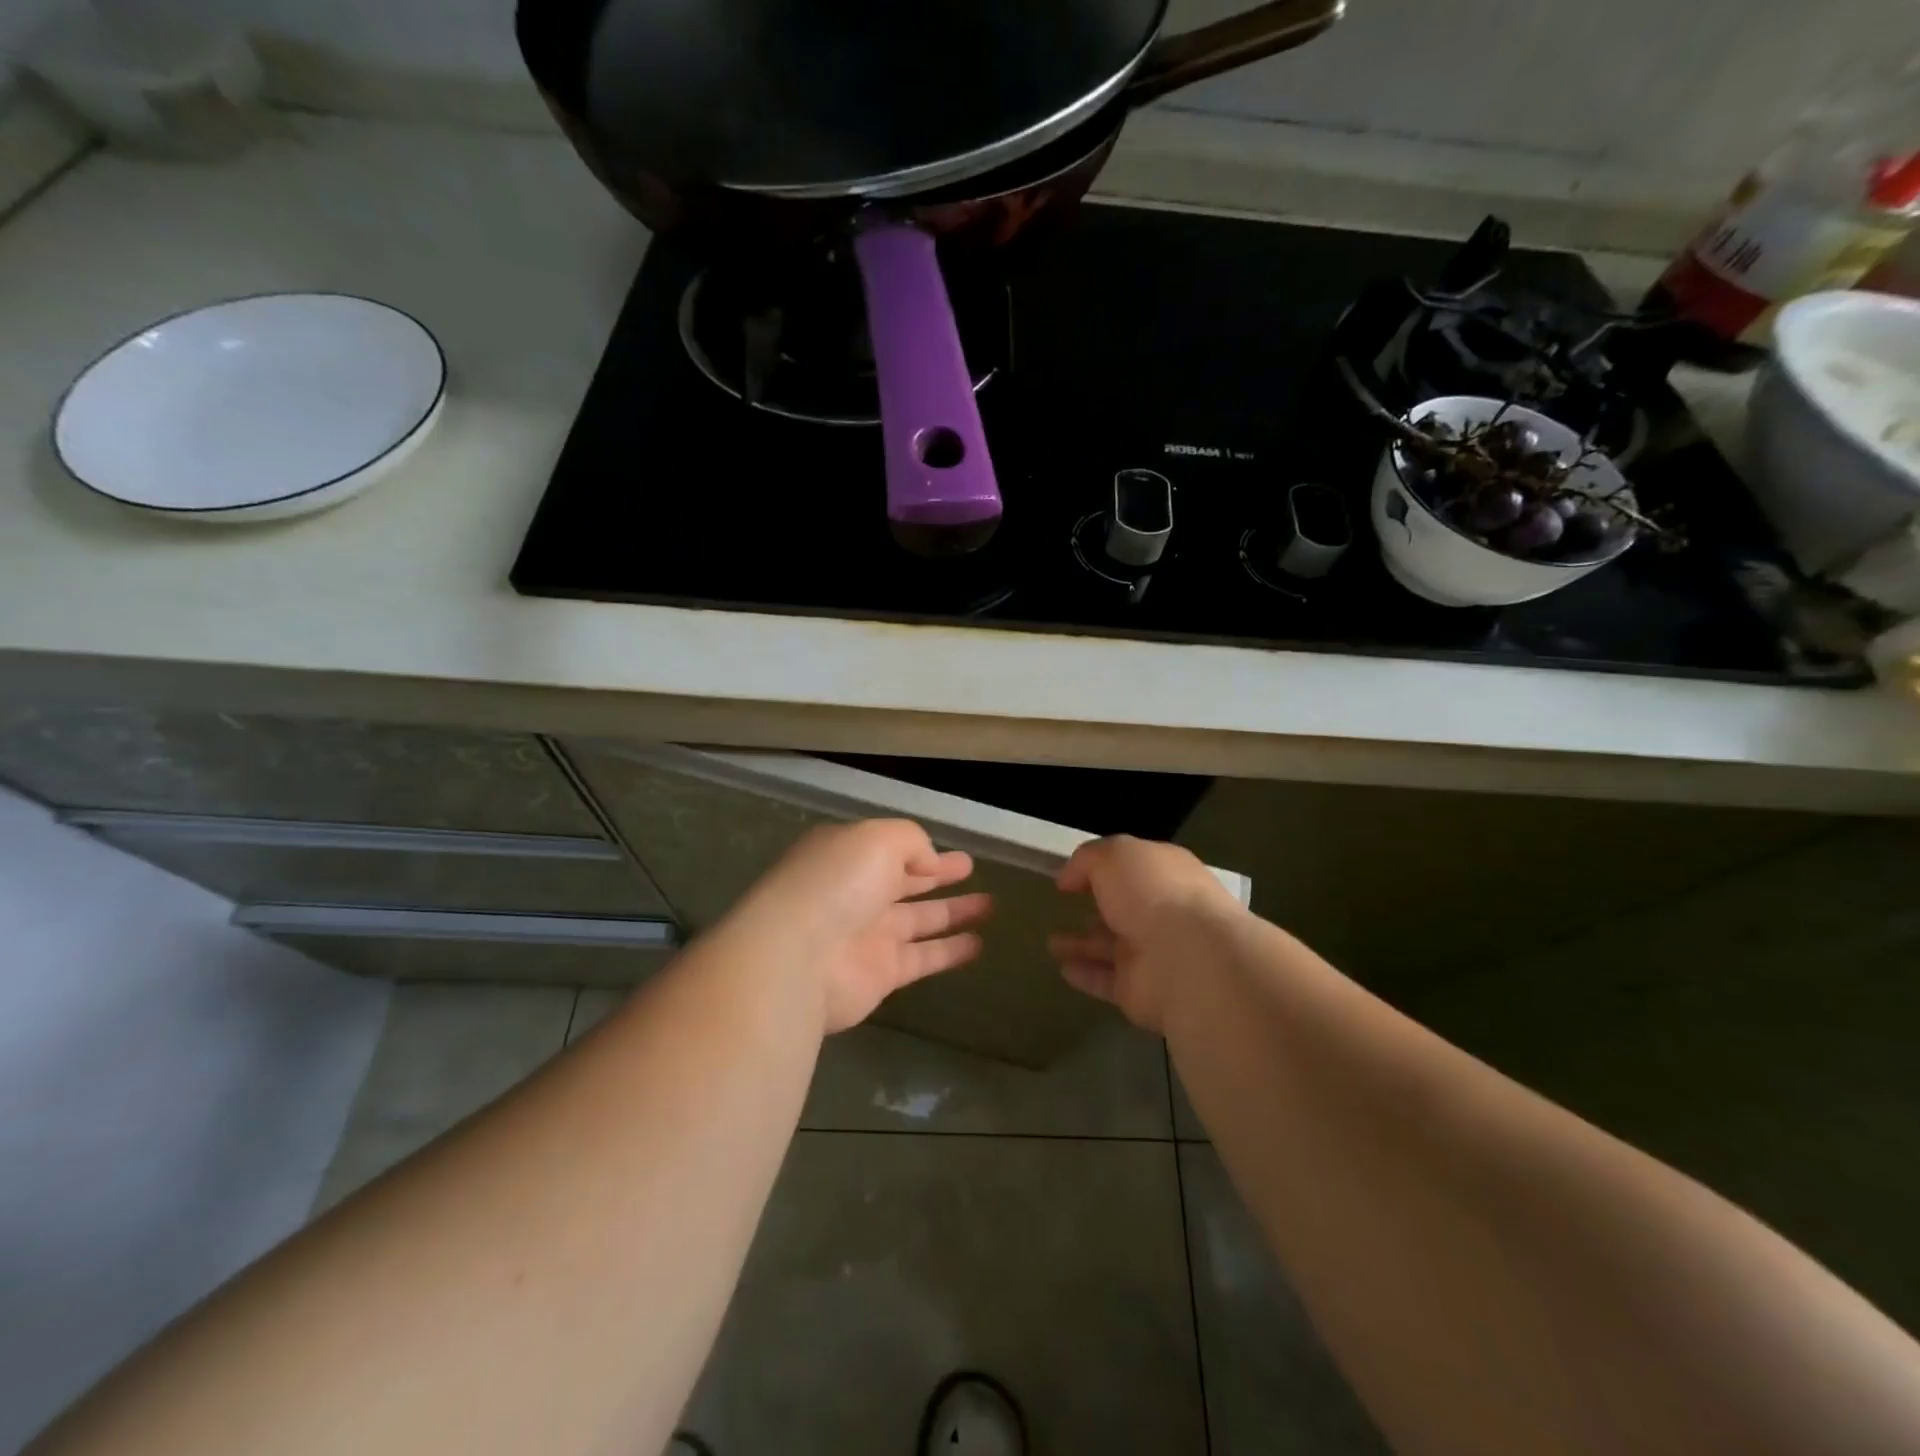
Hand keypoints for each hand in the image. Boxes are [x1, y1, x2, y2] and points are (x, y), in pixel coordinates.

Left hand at [727, 819, 991, 1033]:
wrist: (797, 958)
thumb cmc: (837, 884)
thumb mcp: (877, 838)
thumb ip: (911, 841)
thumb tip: (930, 861)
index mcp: (849, 856)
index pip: (891, 850)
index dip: (924, 850)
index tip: (955, 853)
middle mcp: (857, 893)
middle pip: (905, 882)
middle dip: (937, 876)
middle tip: (972, 870)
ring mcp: (868, 935)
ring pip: (919, 920)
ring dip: (953, 912)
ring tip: (990, 906)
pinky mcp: (881, 974)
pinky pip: (923, 957)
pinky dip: (950, 952)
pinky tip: (979, 945)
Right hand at [1048, 835, 1241, 1032]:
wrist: (1185, 958)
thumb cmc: (1152, 892)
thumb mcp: (1114, 855)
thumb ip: (1087, 859)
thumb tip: (1068, 878)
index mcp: (1166, 874)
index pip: (1135, 867)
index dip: (1104, 867)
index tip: (1072, 875)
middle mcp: (1164, 912)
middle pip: (1126, 908)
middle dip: (1099, 907)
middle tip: (1068, 907)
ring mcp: (1154, 954)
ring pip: (1112, 947)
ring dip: (1083, 944)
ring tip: (1052, 942)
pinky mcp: (1140, 991)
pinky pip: (1106, 980)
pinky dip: (1085, 974)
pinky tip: (1061, 968)